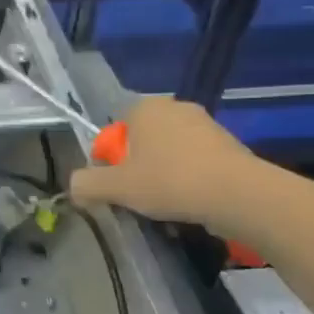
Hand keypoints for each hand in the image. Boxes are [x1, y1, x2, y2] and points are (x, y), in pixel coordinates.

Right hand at [68, 96, 259, 230]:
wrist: (238, 195)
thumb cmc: (169, 182)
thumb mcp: (116, 187)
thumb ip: (86, 184)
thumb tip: (75, 186)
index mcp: (145, 108)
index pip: (114, 133)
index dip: (110, 162)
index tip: (117, 186)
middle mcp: (175, 108)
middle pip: (141, 144)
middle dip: (137, 169)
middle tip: (139, 197)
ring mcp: (206, 125)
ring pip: (169, 155)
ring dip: (163, 177)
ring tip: (167, 206)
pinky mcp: (229, 145)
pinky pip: (196, 163)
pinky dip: (189, 181)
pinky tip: (191, 203)